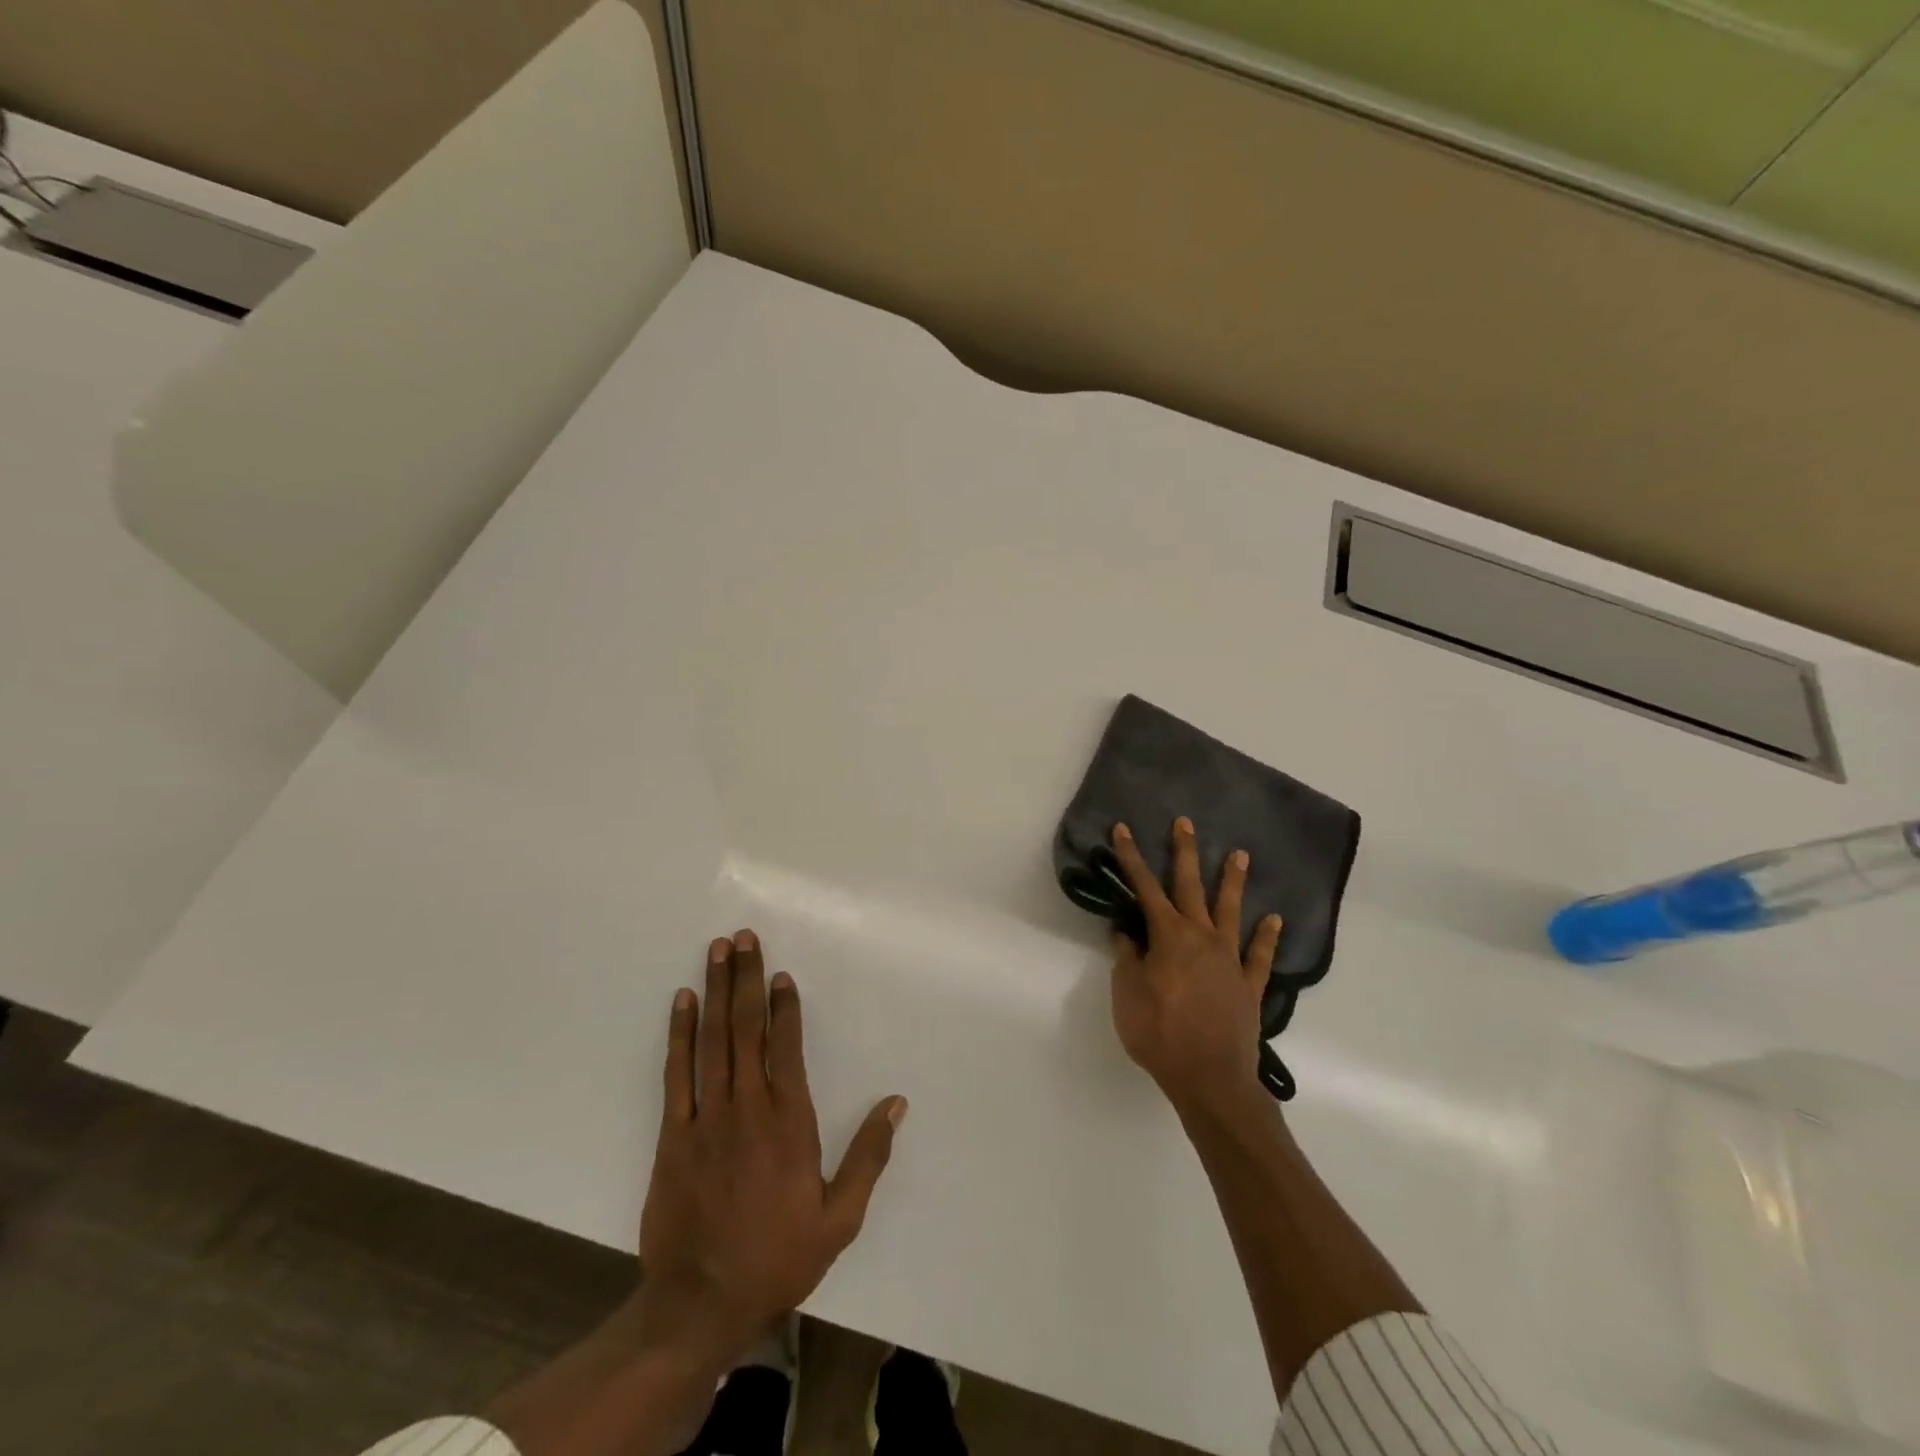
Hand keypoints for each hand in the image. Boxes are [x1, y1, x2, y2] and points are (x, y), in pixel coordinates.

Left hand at [638, 930, 906, 1358]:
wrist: (698, 1304)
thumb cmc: (777, 1257)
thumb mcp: (839, 1218)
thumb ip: (869, 1156)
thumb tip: (896, 1103)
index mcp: (789, 1123)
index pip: (787, 1048)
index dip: (784, 1006)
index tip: (780, 972)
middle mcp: (747, 1107)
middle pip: (746, 1029)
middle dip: (745, 979)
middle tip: (744, 938)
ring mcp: (706, 1118)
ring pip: (712, 1040)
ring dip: (714, 992)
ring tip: (717, 951)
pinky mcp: (673, 1135)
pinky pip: (677, 1073)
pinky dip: (679, 1034)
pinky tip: (682, 1003)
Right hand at [1107, 818, 1282, 1113]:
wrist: (1210, 1078)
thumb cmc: (1159, 1034)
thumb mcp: (1127, 995)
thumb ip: (1127, 959)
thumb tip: (1126, 933)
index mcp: (1168, 936)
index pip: (1144, 888)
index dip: (1131, 857)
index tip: (1123, 829)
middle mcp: (1201, 937)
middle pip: (1191, 887)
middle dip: (1185, 853)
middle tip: (1186, 823)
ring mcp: (1230, 959)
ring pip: (1231, 911)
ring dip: (1233, 882)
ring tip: (1241, 855)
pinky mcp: (1249, 985)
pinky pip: (1259, 955)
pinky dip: (1267, 936)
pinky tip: (1275, 919)